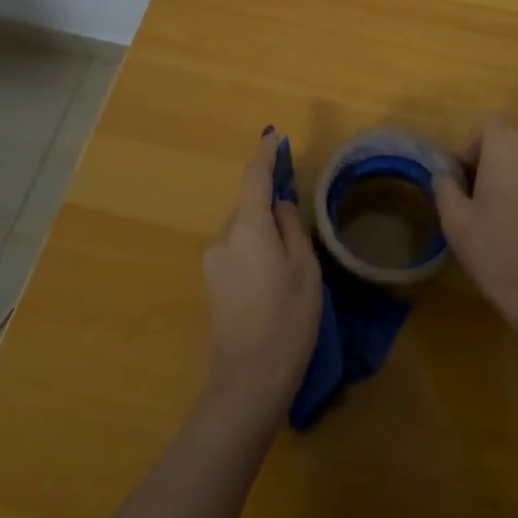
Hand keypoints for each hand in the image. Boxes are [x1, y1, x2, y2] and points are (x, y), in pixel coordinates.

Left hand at [200, 130, 321, 421]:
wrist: (249, 382)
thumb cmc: (288, 319)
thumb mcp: (305, 268)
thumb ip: (292, 227)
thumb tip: (280, 205)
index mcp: (247, 228)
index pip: (254, 179)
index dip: (265, 156)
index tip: (273, 135)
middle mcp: (223, 239)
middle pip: (248, 207)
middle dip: (270, 204)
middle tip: (299, 221)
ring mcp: (213, 263)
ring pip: (243, 231)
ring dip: (264, 232)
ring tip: (291, 262)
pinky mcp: (212, 285)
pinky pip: (237, 251)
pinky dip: (255, 250)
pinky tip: (274, 278)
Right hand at [433, 118, 517, 334]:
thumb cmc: (497, 251)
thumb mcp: (455, 221)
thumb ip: (445, 187)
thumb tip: (444, 173)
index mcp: (506, 147)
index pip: (486, 127)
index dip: (469, 148)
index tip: (459, 179)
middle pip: (506, 141)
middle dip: (486, 161)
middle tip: (471, 197)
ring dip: (507, 175)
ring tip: (493, 212)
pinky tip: (516, 224)